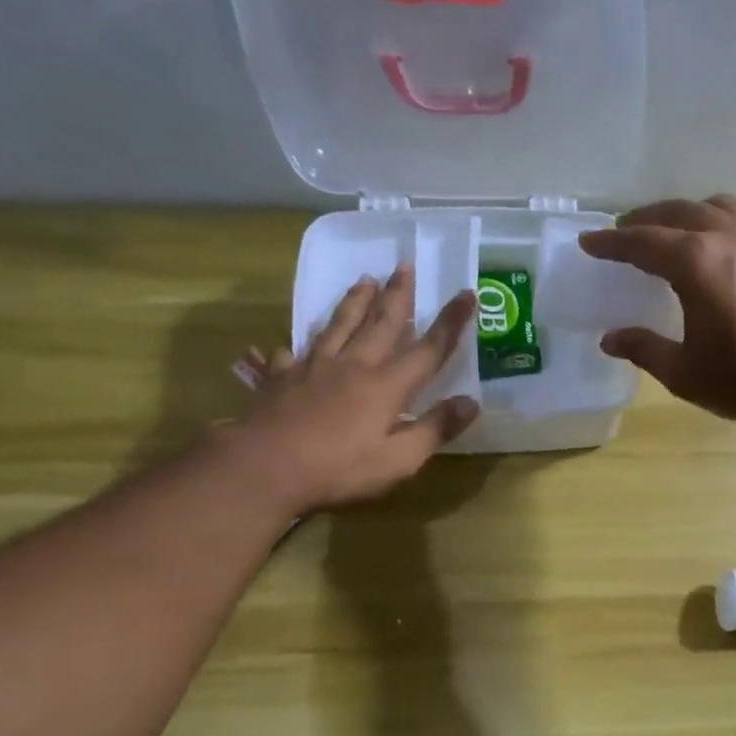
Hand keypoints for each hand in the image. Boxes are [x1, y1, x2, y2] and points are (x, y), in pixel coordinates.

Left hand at [222, 266, 478, 515]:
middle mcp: (353, 366)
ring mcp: (313, 368)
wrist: (265, 467)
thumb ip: (435, 429)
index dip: (450, 323)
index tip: (466, 293)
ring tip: (363, 280)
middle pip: (380, 324)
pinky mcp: (281, 379)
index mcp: (386, 386)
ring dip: (354, 303)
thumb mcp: (400, 460)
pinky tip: (293, 345)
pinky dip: (297, 346)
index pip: (428, 350)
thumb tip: (470, 402)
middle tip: (406, 266)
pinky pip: (292, 354)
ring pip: (338, 326)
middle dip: (397, 295)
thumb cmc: (340, 469)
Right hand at [578, 195, 735, 429]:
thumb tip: (610, 339)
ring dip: (687, 213)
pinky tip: (723, 247)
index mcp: (695, 262)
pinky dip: (723, 225)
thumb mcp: (684, 372)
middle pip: (678, 213)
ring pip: (716, 207)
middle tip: (624, 232)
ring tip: (673, 231)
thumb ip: (644, 349)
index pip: (642, 242)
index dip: (611, 243)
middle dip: (646, 220)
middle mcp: (727, 236)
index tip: (589, 243)